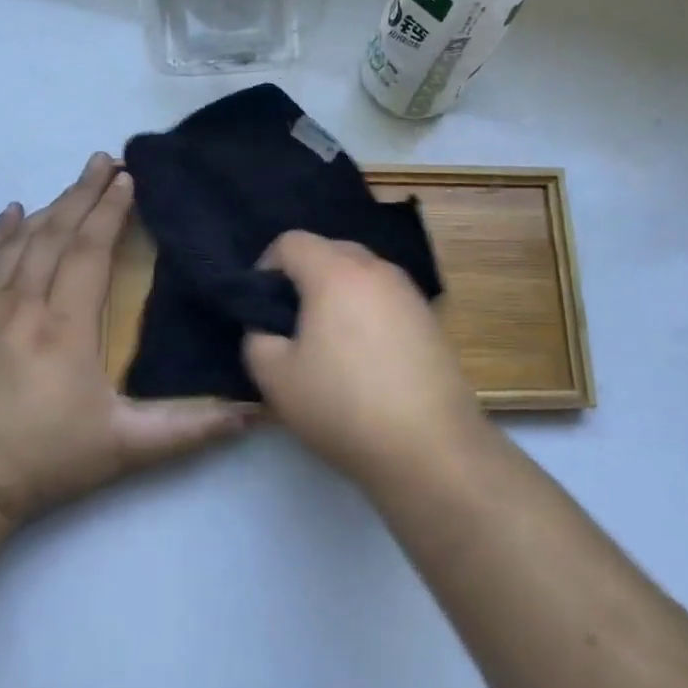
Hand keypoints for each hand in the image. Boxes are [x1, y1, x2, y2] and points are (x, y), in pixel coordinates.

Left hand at [0, 153, 251, 530]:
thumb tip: (254, 413)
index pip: (90, 250)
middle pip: (55, 234)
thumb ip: (191, 428)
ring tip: (74, 180)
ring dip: (49, 206)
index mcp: (66, 327)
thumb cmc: (44, 462)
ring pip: (18, 243)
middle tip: (105, 160)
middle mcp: (23, 305)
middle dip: (84, 192)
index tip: (127, 179)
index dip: (110, 211)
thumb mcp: (125, 449)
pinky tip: (11, 213)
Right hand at [244, 231, 482, 485]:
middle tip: (292, 321)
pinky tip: (365, 356)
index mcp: (335, 272)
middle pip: (330, 250)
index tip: (261, 305)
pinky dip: (367, 310)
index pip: (292, 241)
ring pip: (362, 273)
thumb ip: (257, 340)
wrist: (430, 446)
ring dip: (338, 292)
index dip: (266, 266)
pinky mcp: (430, 317)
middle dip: (304, 275)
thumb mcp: (277, 379)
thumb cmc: (344, 406)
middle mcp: (376, 269)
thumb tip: (267, 328)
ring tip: (329, 340)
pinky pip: (386, 297)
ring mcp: (409, 291)